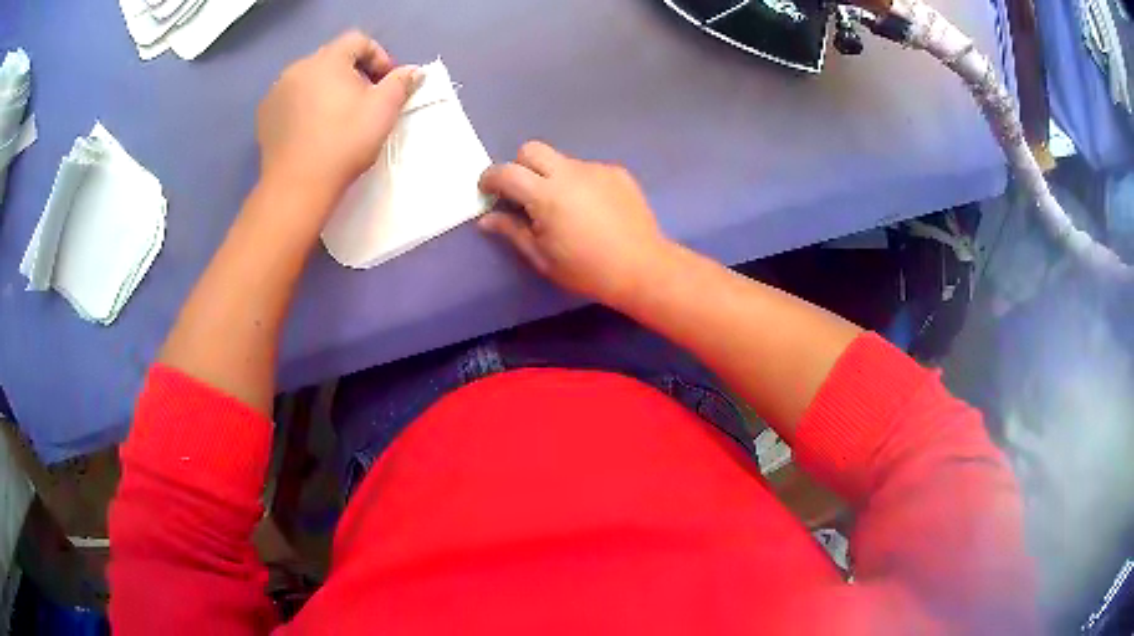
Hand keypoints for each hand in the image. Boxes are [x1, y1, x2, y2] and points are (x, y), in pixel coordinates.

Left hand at [256, 31, 416, 206]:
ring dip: (327, 88)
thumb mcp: (384, 110)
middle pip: (332, 58)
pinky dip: (304, 105)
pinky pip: (291, 98)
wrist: (297, 187)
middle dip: (352, 73)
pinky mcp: (265, 115)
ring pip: (309, 78)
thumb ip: (401, 83)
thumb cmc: (344, 143)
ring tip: (337, 116)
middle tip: (365, 100)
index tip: (386, 83)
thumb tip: (413, 71)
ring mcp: (276, 92)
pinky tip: (312, 129)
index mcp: (327, 60)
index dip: (378, 56)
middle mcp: (298, 68)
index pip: (358, 41)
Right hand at [478, 142, 672, 307]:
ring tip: (566, 208)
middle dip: (519, 165)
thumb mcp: (542, 258)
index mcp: (547, 195)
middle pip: (532, 149)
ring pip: (562, 160)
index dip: (490, 178)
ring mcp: (596, 169)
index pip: (507, 173)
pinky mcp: (617, 172)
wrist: (643, 267)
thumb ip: (512, 232)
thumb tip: (487, 218)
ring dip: (552, 176)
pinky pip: (587, 170)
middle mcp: (570, 173)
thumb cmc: (587, 270)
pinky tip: (593, 209)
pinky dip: (580, 183)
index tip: (487, 191)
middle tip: (523, 193)